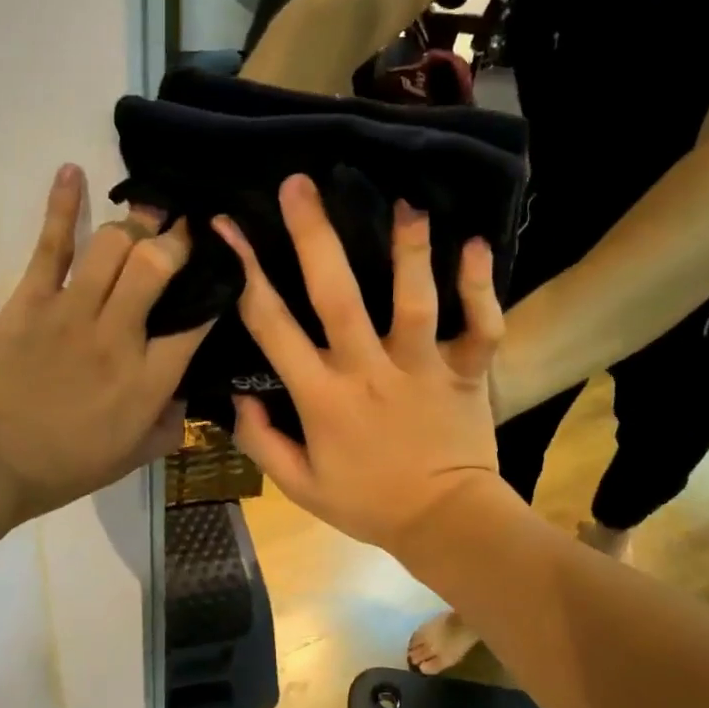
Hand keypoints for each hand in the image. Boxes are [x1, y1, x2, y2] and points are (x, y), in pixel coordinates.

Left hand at [0, 165, 209, 522]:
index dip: (218, 289)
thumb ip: (168, 427)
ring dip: (136, 223)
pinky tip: (73, 171)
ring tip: (145, 216)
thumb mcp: (130, 459)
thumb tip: (185, 396)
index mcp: (149, 380)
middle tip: (186, 232)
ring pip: (115, 245)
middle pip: (159, 265)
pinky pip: (52, 244)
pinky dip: (63, 204)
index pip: (198, 320)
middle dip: (178, 240)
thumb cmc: (62, 467)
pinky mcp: (31, 299)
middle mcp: (119, 335)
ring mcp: (73, 311)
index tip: (225, 273)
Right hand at [214, 174, 503, 556]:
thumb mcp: (300, 486)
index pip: (273, 326)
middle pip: (337, 296)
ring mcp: (422, 368)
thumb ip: (261, 440)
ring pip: (413, 302)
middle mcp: (369, 372)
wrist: (446, 524)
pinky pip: (480, 326)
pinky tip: (477, 245)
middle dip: (314, 237)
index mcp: (322, 398)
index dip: (246, 271)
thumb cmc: (369, 503)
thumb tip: (239, 394)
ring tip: (403, 203)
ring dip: (408, 251)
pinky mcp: (467, 372)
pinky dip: (480, 288)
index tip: (228, 226)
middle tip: (300, 184)